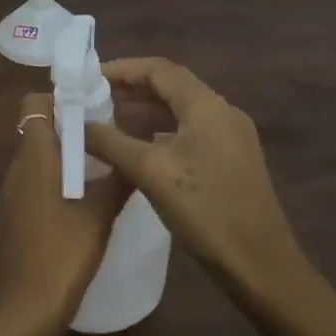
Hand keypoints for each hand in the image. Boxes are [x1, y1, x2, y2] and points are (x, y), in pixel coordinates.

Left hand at [0, 92, 128, 335]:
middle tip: (108, 138)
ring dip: (64, 156)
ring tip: (102, 168)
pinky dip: (55, 180)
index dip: (59, 99)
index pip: (34, 104)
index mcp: (34, 155)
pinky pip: (34, 183)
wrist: (27, 307)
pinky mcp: (12, 216)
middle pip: (38, 129)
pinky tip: (82, 201)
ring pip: (37, 158)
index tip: (92, 108)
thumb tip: (140, 151)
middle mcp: (17, 167)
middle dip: (70, 127)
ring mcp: (11, 193)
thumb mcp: (101, 213)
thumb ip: (120, 178)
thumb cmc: (65, 251)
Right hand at [84, 58, 303, 300]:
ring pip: (182, 110)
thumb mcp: (150, 172)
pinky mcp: (233, 162)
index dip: (122, 68)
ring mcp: (232, 138)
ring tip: (109, 119)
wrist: (261, 266)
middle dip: (131, 88)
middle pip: (171, 86)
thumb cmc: (205, 211)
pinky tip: (140, 148)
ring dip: (146, 111)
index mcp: (207, 106)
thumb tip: (74, 123)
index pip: (159, 69)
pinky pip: (191, 132)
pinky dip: (162, 131)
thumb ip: (109, 142)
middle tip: (93, 98)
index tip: (88, 78)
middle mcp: (223, 112)